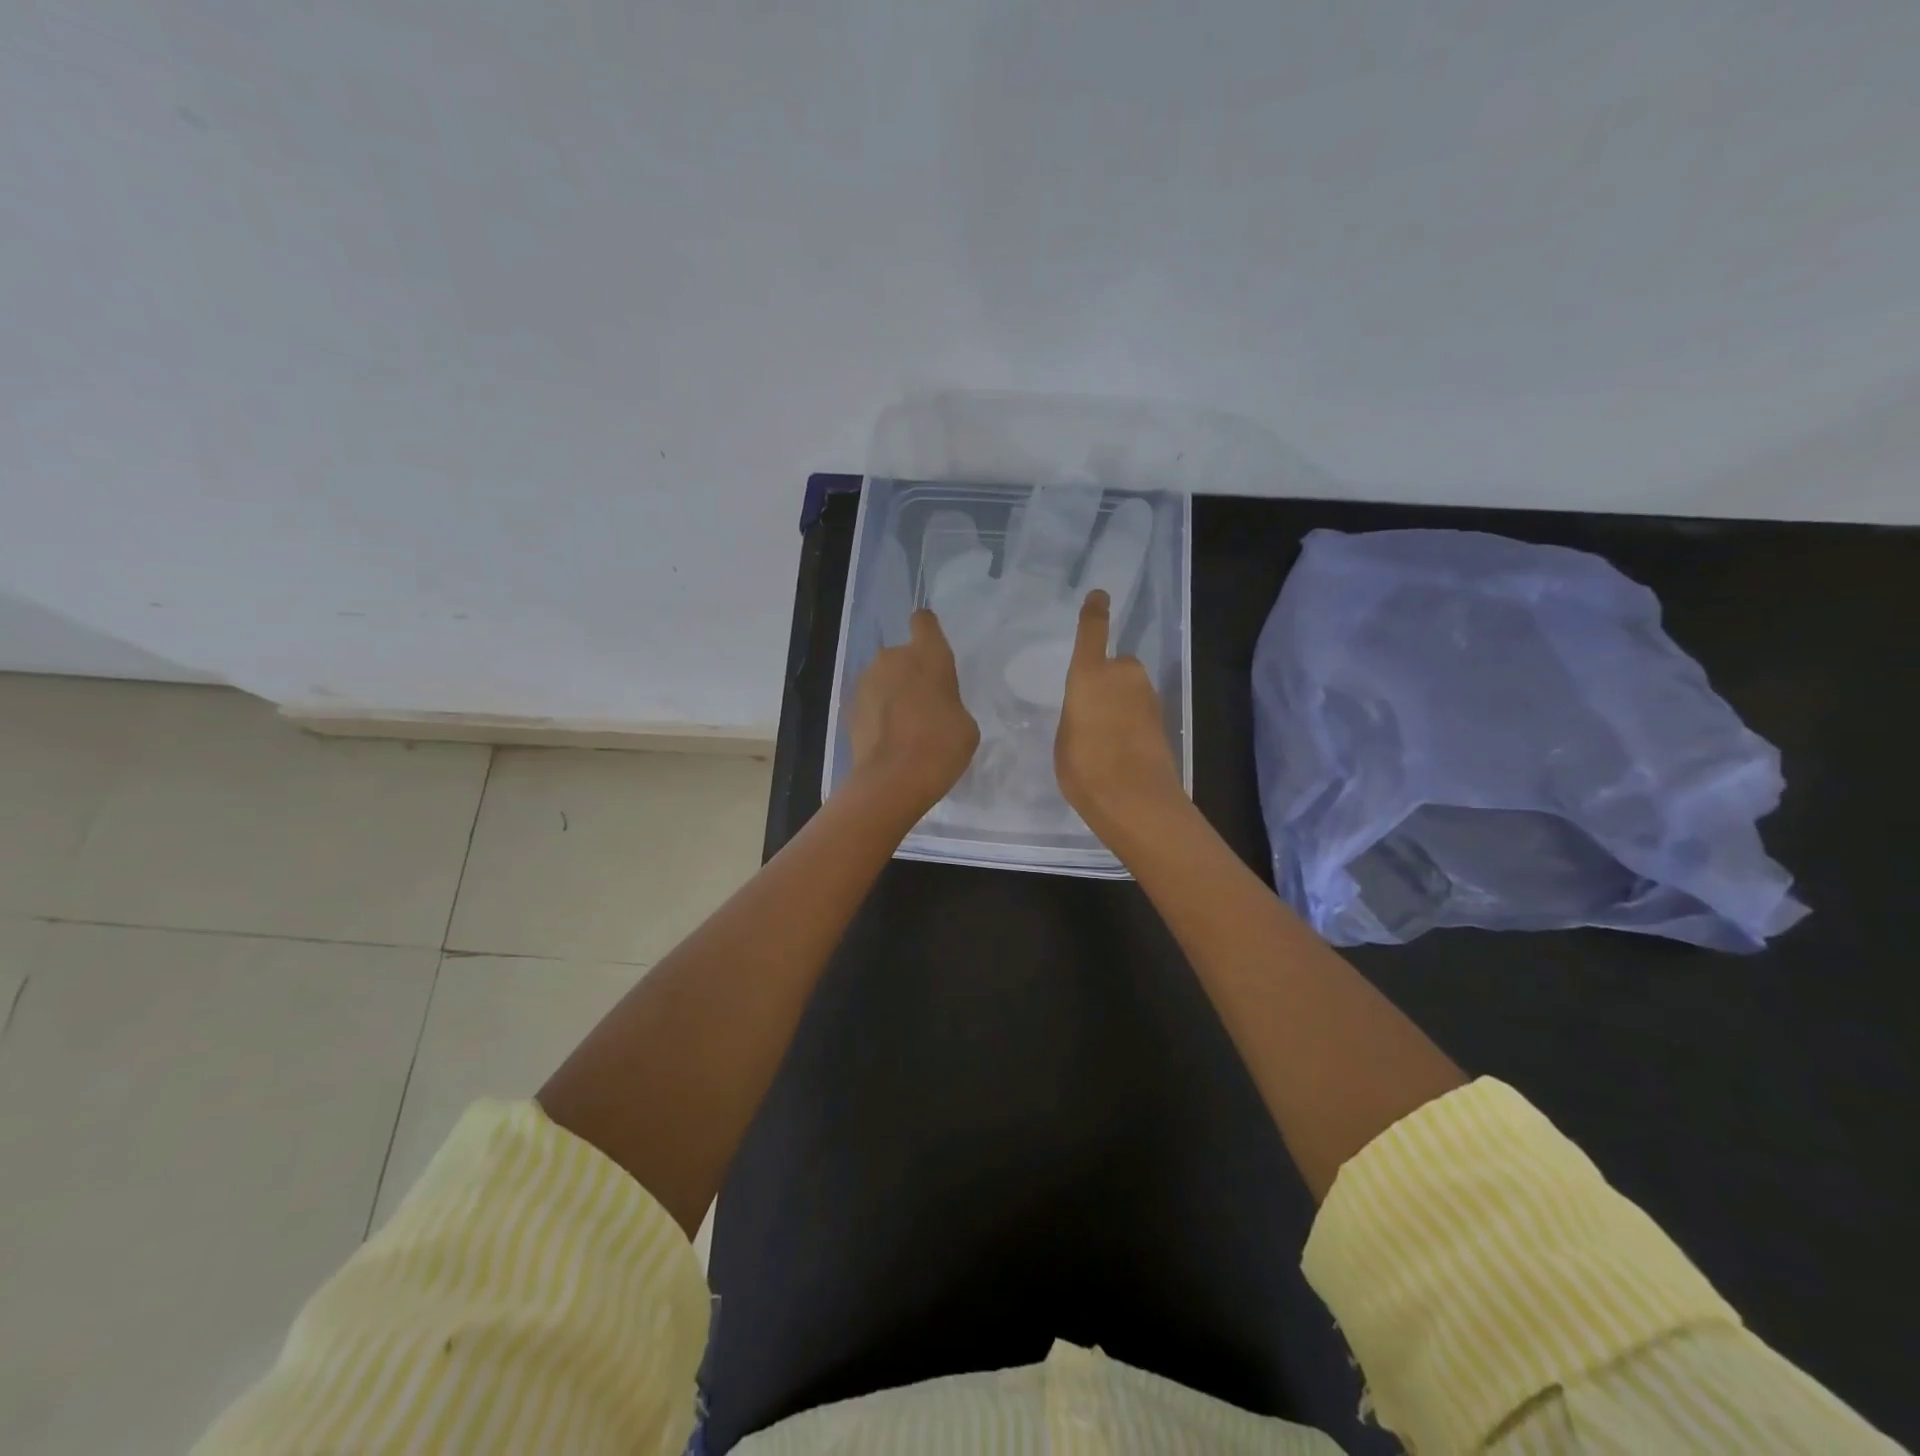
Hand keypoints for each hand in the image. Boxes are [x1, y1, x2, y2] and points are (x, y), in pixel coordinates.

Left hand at [847, 608, 979, 817]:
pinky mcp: (850, 707)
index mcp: (928, 655)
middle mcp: (892, 658)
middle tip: (925, 705)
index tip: (932, 649)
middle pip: (902, 655)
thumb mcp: (965, 724)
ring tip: (905, 727)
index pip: (924, 622)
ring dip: (893, 693)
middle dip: (911, 673)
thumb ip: (949, 703)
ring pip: (884, 678)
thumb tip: (935, 707)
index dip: (928, 631)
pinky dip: (878, 714)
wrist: (892, 780)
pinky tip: (889, 740)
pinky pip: (871, 702)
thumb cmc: (941, 746)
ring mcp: (866, 682)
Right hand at [1055, 590, 1187, 845]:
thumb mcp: (1065, 737)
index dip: (1095, 613)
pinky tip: (1121, 747)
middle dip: (1108, 678)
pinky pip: (1140, 708)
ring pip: (1131, 687)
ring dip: (1121, 701)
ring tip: (1103, 735)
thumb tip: (1090, 710)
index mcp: (1089, 675)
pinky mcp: (1163, 719)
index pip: (1092, 633)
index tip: (1099, 595)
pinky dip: (1132, 719)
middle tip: (1091, 711)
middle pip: (1116, 665)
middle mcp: (1122, 676)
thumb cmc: (1084, 767)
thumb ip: (1076, 714)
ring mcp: (1147, 697)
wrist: (1135, 799)